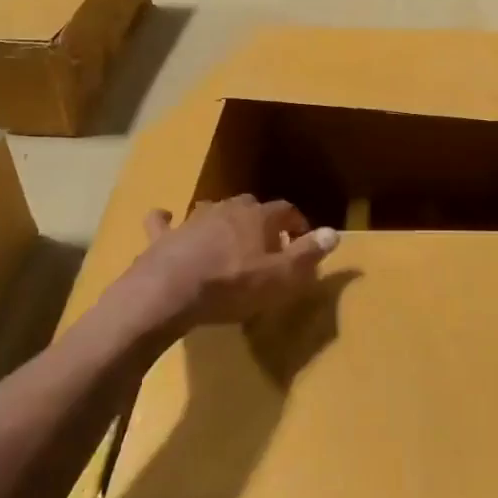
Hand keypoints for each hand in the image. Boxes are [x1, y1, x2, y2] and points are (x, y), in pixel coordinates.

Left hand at [115, 195, 338, 332]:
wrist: (169, 291)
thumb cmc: (232, 286)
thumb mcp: (280, 278)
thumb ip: (307, 254)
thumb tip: (334, 233)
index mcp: (258, 217)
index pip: (285, 210)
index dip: (296, 224)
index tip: (302, 241)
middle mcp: (226, 209)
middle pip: (249, 206)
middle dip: (260, 221)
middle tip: (266, 244)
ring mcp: (192, 219)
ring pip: (212, 210)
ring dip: (222, 221)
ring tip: (227, 240)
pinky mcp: (163, 235)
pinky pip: (164, 221)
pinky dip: (167, 220)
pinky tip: (166, 219)